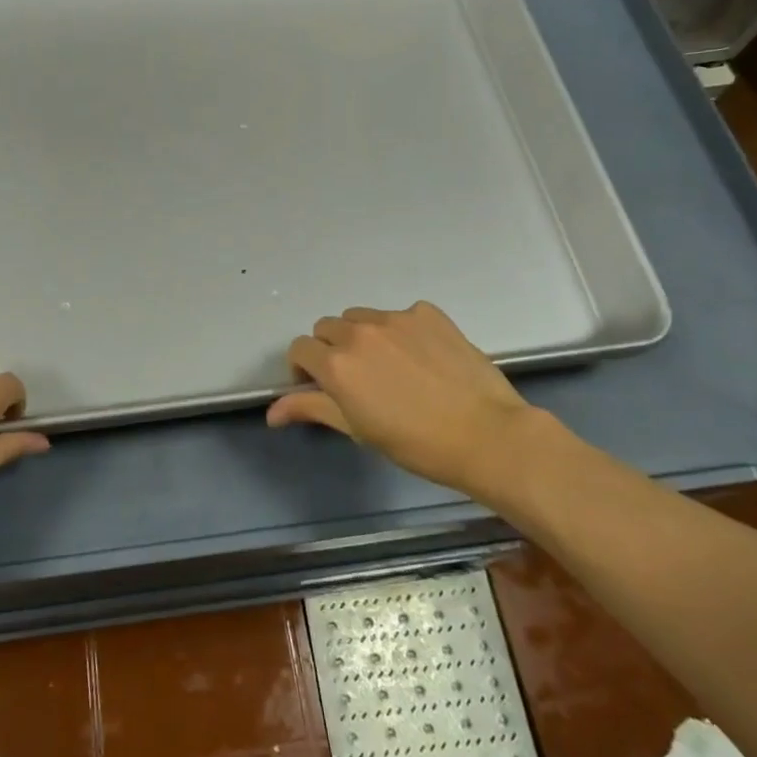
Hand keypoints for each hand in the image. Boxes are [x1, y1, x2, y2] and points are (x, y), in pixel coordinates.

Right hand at [268, 301, 577, 506]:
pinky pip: (400, 315)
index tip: (319, 388)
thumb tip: (271, 412)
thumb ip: (311, 408)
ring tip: (387, 365)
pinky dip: (400, 331)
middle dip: (330, 349)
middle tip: (355, 379)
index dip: (303, 369)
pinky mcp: (428, 313)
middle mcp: (359, 332)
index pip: (299, 349)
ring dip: (361, 336)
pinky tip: (421, 357)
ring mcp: (395, 318)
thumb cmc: (414, 443)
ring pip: (360, 317)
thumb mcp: (356, 429)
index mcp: (336, 362)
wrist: (486, 434)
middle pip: (327, 328)